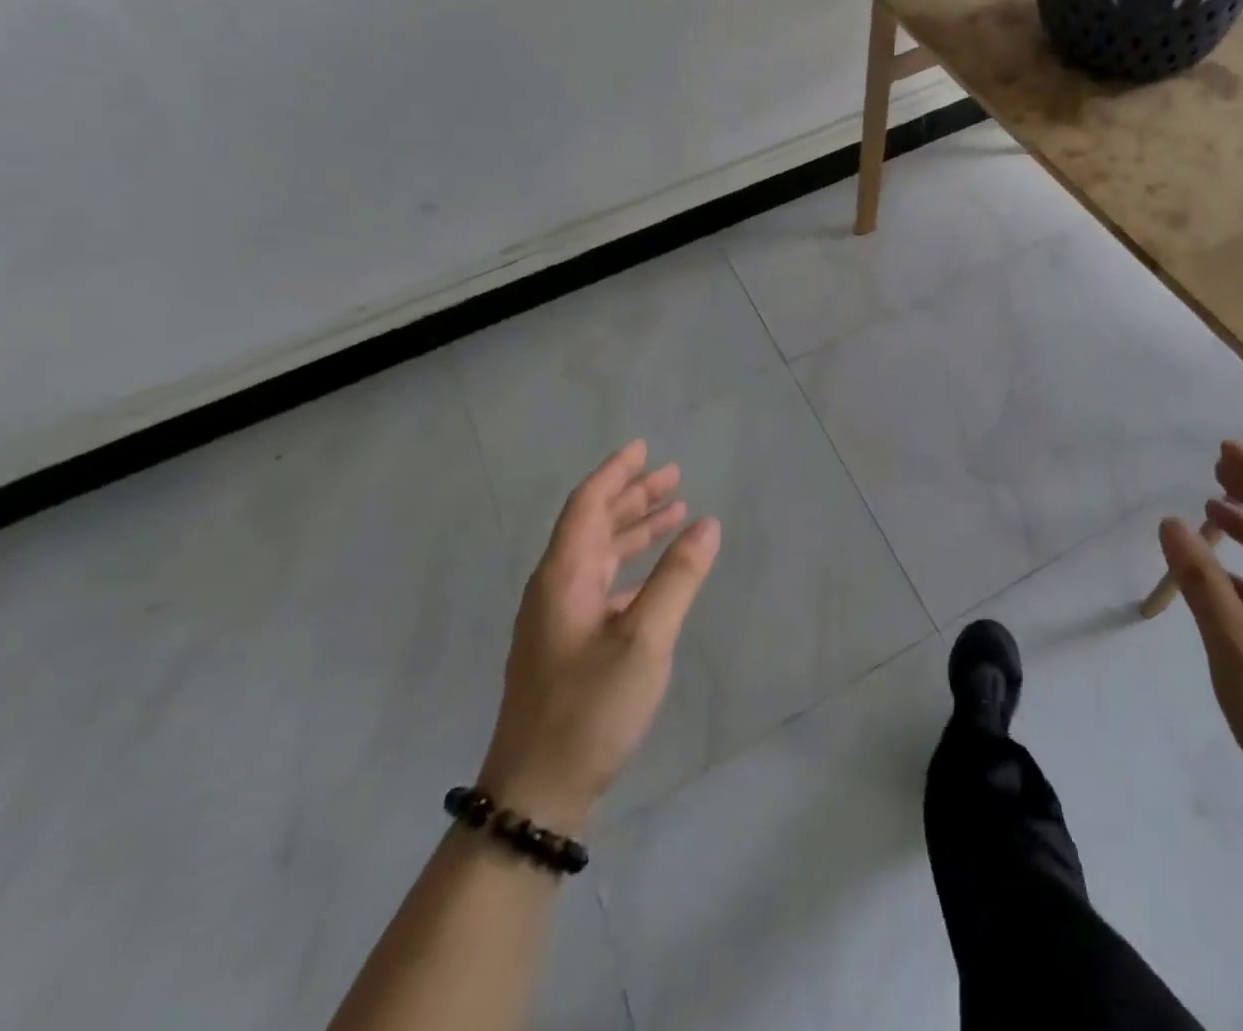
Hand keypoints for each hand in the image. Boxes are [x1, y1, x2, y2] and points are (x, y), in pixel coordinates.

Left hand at [478, 441, 719, 835]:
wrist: (536, 794)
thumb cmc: (589, 709)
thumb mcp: (644, 640)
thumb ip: (677, 578)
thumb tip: (706, 524)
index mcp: (563, 578)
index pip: (587, 506)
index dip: (615, 473)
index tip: (643, 448)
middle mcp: (556, 589)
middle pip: (593, 526)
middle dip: (632, 496)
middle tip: (673, 476)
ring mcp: (559, 620)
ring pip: (599, 556)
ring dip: (635, 530)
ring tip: (675, 512)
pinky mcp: (568, 646)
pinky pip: (603, 585)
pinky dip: (632, 568)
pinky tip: (658, 574)